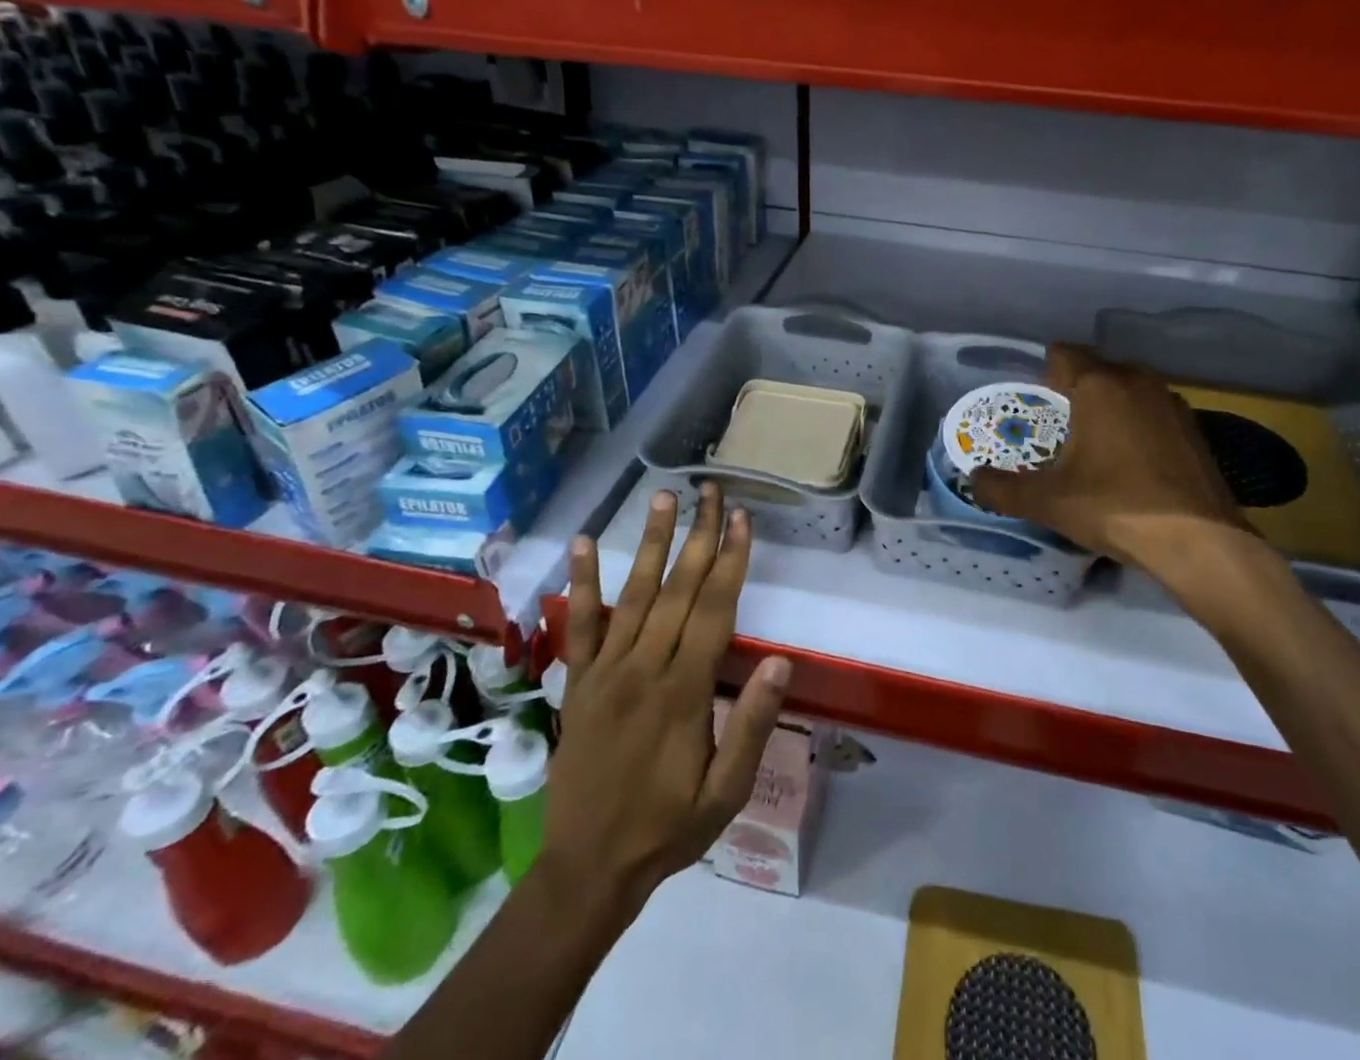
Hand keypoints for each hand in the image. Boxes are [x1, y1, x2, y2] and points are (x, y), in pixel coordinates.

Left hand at [537, 483, 791, 923]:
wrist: (586, 869)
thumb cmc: (668, 827)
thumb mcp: (726, 792)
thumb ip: (751, 725)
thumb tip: (781, 660)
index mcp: (685, 692)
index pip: (714, 609)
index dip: (731, 560)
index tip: (741, 518)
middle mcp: (644, 669)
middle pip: (678, 589)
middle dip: (700, 535)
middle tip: (712, 490)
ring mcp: (606, 672)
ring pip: (633, 594)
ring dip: (651, 542)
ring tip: (662, 497)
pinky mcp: (578, 682)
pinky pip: (580, 625)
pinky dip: (582, 582)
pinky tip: (584, 543)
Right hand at [970, 344, 1271, 593]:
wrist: (1200, 543)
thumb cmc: (1115, 508)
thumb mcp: (1047, 502)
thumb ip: (1002, 488)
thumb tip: (973, 479)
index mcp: (1099, 385)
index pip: (1063, 353)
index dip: (1043, 373)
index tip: (1034, 403)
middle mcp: (1137, 381)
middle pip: (1096, 370)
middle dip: (1074, 392)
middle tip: (1056, 428)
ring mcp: (1171, 403)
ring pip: (1127, 390)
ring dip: (1108, 408)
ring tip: (1092, 446)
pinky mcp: (1194, 429)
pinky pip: (1152, 413)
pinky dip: (1137, 427)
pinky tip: (1131, 464)